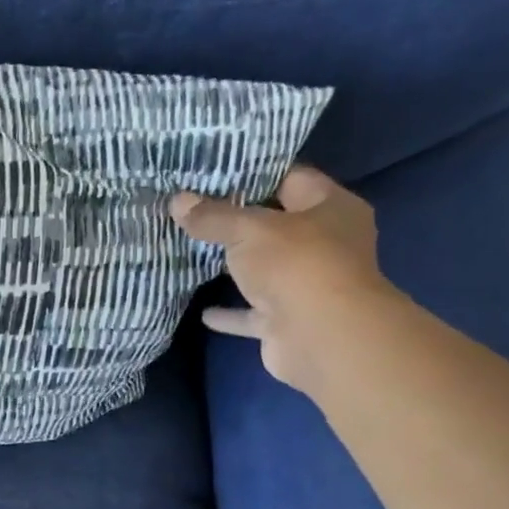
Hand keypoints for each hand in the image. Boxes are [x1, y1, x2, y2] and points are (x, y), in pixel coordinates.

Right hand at [170, 166, 398, 392]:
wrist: (320, 336)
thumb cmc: (295, 265)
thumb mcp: (248, 230)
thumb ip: (213, 217)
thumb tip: (177, 201)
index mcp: (331, 208)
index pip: (292, 179)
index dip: (255, 174)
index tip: (215, 172)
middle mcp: (326, 244)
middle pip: (277, 226)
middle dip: (239, 222)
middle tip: (195, 211)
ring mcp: (308, 285)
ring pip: (265, 270)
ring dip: (235, 268)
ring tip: (192, 254)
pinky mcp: (288, 320)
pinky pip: (253, 312)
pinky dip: (230, 313)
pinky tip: (202, 311)